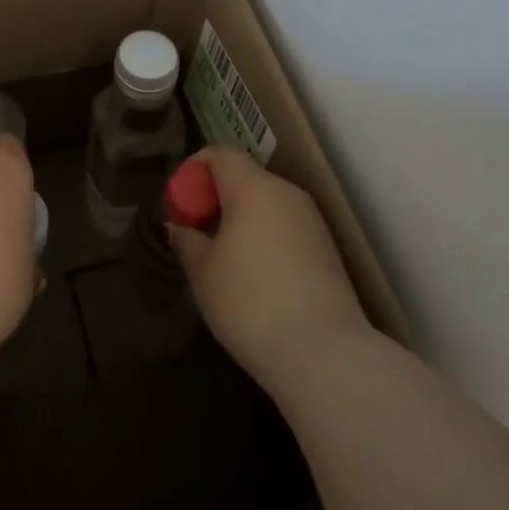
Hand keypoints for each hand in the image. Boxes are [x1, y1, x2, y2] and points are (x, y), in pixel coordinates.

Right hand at [168, 146, 369, 382]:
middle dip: (217, 197)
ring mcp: (312, 221)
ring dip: (242, 219)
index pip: (221, 154)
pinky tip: (257, 277)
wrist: (325, 355)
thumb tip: (180, 227)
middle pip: (245, 178)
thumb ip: (188, 241)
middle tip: (198, 232)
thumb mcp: (203, 273)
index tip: (181, 202)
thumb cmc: (250, 303)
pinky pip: (286, 228)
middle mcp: (286, 193)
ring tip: (225, 258)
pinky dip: (266, 237)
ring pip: (267, 204)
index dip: (195, 169)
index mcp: (254, 187)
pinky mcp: (328, 250)